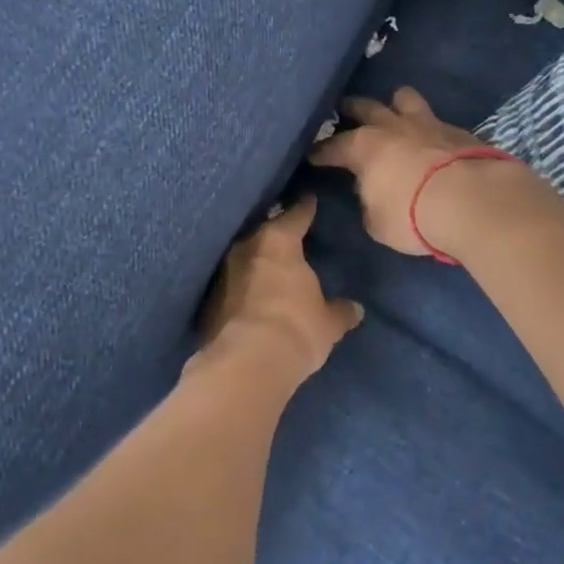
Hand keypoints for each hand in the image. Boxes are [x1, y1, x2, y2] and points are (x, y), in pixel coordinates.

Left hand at [195, 195, 361, 387]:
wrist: (245, 365)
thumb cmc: (296, 329)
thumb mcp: (328, 322)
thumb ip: (341, 311)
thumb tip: (355, 308)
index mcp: (278, 240)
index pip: (296, 214)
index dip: (306, 207)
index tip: (310, 199)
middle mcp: (246, 247)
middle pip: (265, 231)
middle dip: (277, 234)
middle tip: (291, 236)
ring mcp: (222, 272)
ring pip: (244, 257)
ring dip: (257, 262)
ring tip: (271, 267)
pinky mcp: (207, 301)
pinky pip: (231, 285)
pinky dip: (242, 288)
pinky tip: (251, 297)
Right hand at [309, 88, 524, 258]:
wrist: (472, 201)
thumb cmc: (412, 214)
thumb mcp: (378, 222)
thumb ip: (370, 203)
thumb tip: (373, 194)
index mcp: (364, 147)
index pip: (333, 146)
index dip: (321, 152)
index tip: (313, 155)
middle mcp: (392, 126)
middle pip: (366, 106)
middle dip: (352, 109)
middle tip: (345, 112)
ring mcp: (427, 123)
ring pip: (405, 98)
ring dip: (396, 104)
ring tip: (394, 112)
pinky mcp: (458, 130)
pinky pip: (437, 120)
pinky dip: (429, 128)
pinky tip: (432, 139)